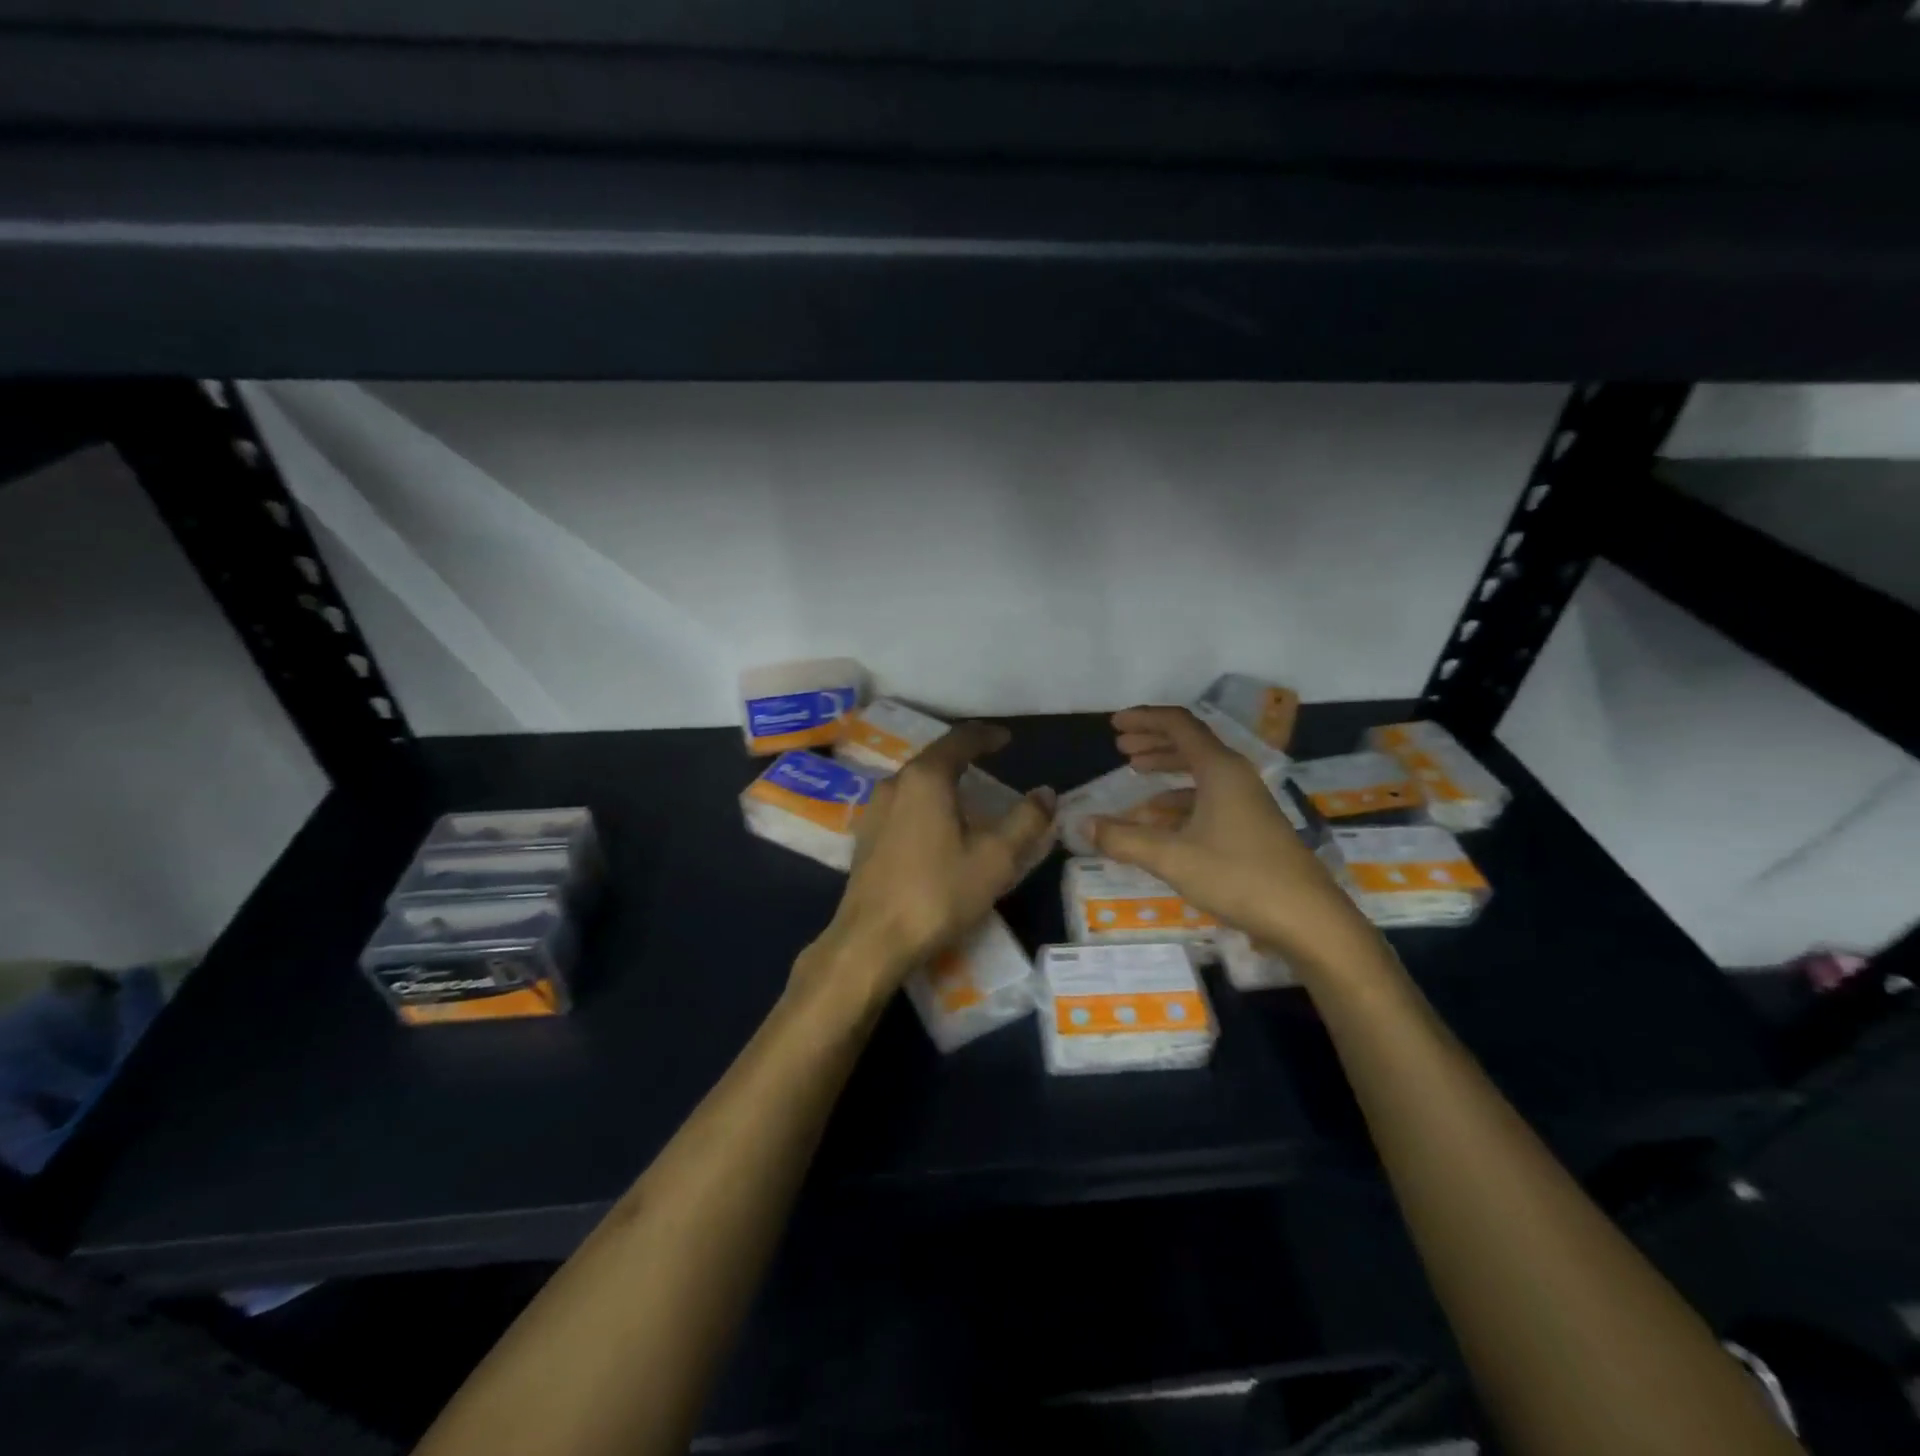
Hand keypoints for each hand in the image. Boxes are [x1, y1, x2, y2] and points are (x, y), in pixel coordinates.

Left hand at [803, 723, 1054, 1010]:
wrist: (872, 940)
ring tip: (969, 797)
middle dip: (965, 757)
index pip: (960, 739)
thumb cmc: (938, 893)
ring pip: (916, 782)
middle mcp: (895, 783)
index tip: (1007, 739)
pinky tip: (938, 827)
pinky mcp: (866, 836)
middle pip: (935, 757)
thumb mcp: (995, 858)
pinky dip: (927, 803)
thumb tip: (1046, 794)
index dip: (987, 735)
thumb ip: (1026, 820)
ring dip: (944, 782)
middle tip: (992, 765)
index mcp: (926, 778)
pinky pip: (904, 805)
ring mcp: (875, 810)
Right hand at [1089, 706, 1366, 960]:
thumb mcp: (1172, 858)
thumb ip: (1124, 839)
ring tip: (1135, 778)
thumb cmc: (1238, 877)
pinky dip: (1179, 801)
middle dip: (1153, 742)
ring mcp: (1247, 802)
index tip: (1114, 725)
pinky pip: (1208, 798)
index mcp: (1220, 769)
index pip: (1179, 725)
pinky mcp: (1251, 827)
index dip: (1144, 719)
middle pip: (1190, 744)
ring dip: (1166, 771)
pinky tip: (1159, 821)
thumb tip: (1084, 825)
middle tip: (1121, 747)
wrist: (1308, 920)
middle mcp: (1235, 777)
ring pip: (1200, 772)